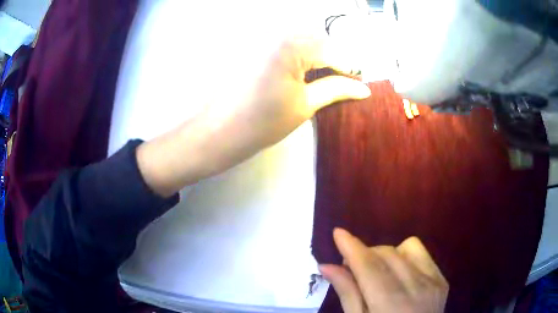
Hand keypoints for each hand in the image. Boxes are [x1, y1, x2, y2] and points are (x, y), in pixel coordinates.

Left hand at [137, 37, 369, 196]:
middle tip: (341, 83)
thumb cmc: (261, 123)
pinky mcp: (253, 44)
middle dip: (333, 60)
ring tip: (320, 80)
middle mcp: (276, 32)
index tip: (360, 84)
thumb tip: (363, 88)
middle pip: (318, 41)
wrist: (217, 131)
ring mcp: (262, 36)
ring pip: (302, 41)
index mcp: (291, 44)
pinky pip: (284, 44)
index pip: (333, 51)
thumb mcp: (305, 105)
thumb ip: (336, 89)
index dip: (350, 69)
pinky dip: (298, 56)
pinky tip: (300, 74)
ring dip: (316, 57)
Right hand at [320, 229, 448, 312]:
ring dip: (386, 254)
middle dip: (365, 254)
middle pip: (386, 253)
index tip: (337, 232)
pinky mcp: (442, 280)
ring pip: (406, 247)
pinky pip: (422, 254)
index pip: (368, 266)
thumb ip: (347, 294)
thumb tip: (327, 266)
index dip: (352, 247)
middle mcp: (416, 288)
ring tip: (378, 271)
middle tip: (352, 269)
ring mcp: (433, 282)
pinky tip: (398, 274)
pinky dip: (405, 257)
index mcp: (390, 304)